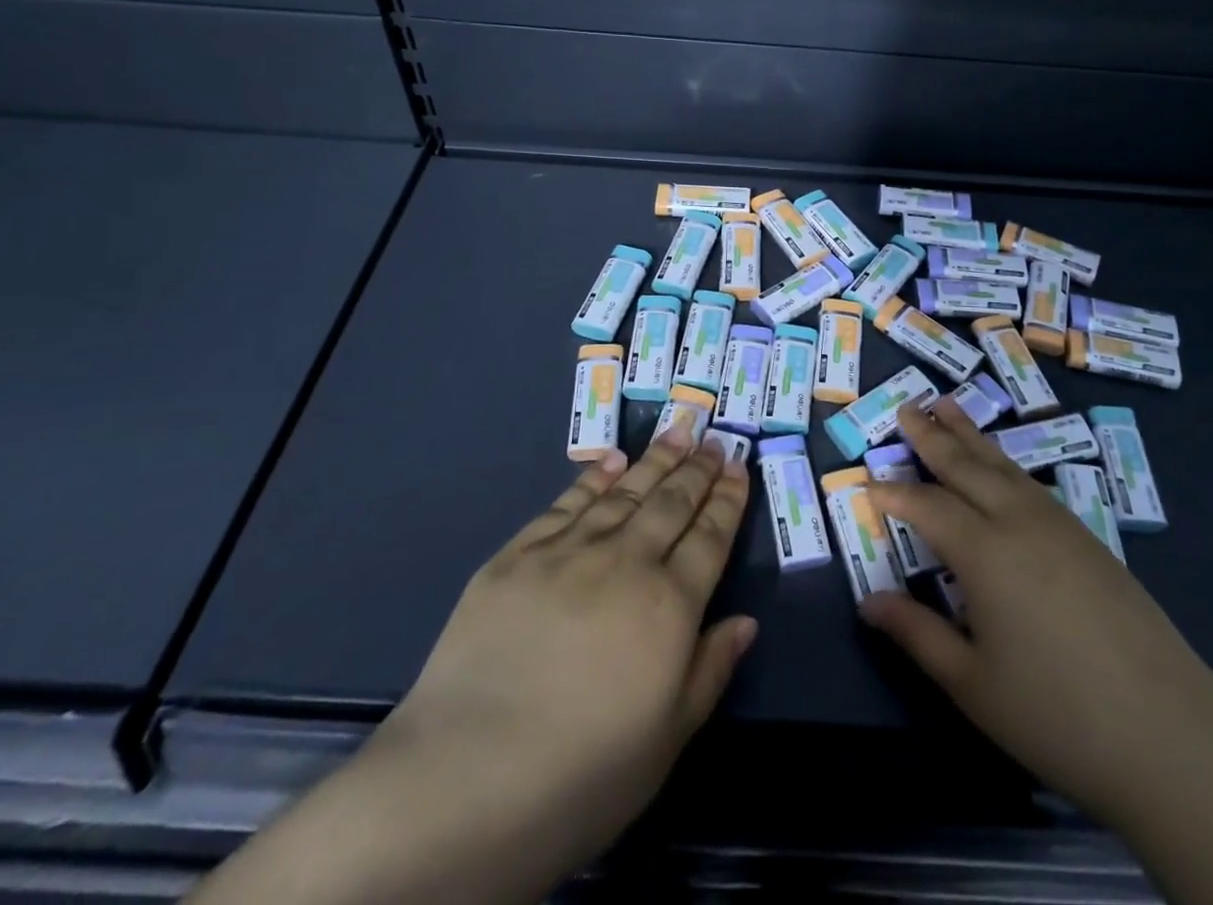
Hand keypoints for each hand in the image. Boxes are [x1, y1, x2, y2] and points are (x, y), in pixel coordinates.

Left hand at [386, 420, 755, 876]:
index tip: (738, 468)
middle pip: (671, 503)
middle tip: (714, 438)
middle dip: (697, 468)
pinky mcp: (519, 555)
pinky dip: (594, 479)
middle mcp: (625, 563)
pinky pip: (567, 504)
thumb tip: (745, 622)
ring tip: (678, 432)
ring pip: (625, 493)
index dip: (726, 500)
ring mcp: (569, 552)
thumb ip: (710, 671)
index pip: (709, 538)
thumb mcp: (666, 740)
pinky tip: (612, 463)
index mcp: (669, 606)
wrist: (466, 780)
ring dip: (655, 461)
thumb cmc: (582, 774)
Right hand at [859, 398, 1212, 819]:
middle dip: (932, 436)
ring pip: (1003, 466)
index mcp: (985, 552)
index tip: (867, 482)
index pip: (927, 506)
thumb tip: (867, 601)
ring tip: (947, 407)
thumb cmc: (1058, 715)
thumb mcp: (972, 683)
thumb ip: (916, 633)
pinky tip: (1001, 467)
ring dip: (970, 436)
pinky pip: (1032, 484)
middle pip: (966, 466)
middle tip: (906, 408)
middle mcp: (1019, 522)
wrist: (1173, 737)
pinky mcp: (1090, 540)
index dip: (895, 493)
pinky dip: (1004, 463)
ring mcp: (1060, 526)